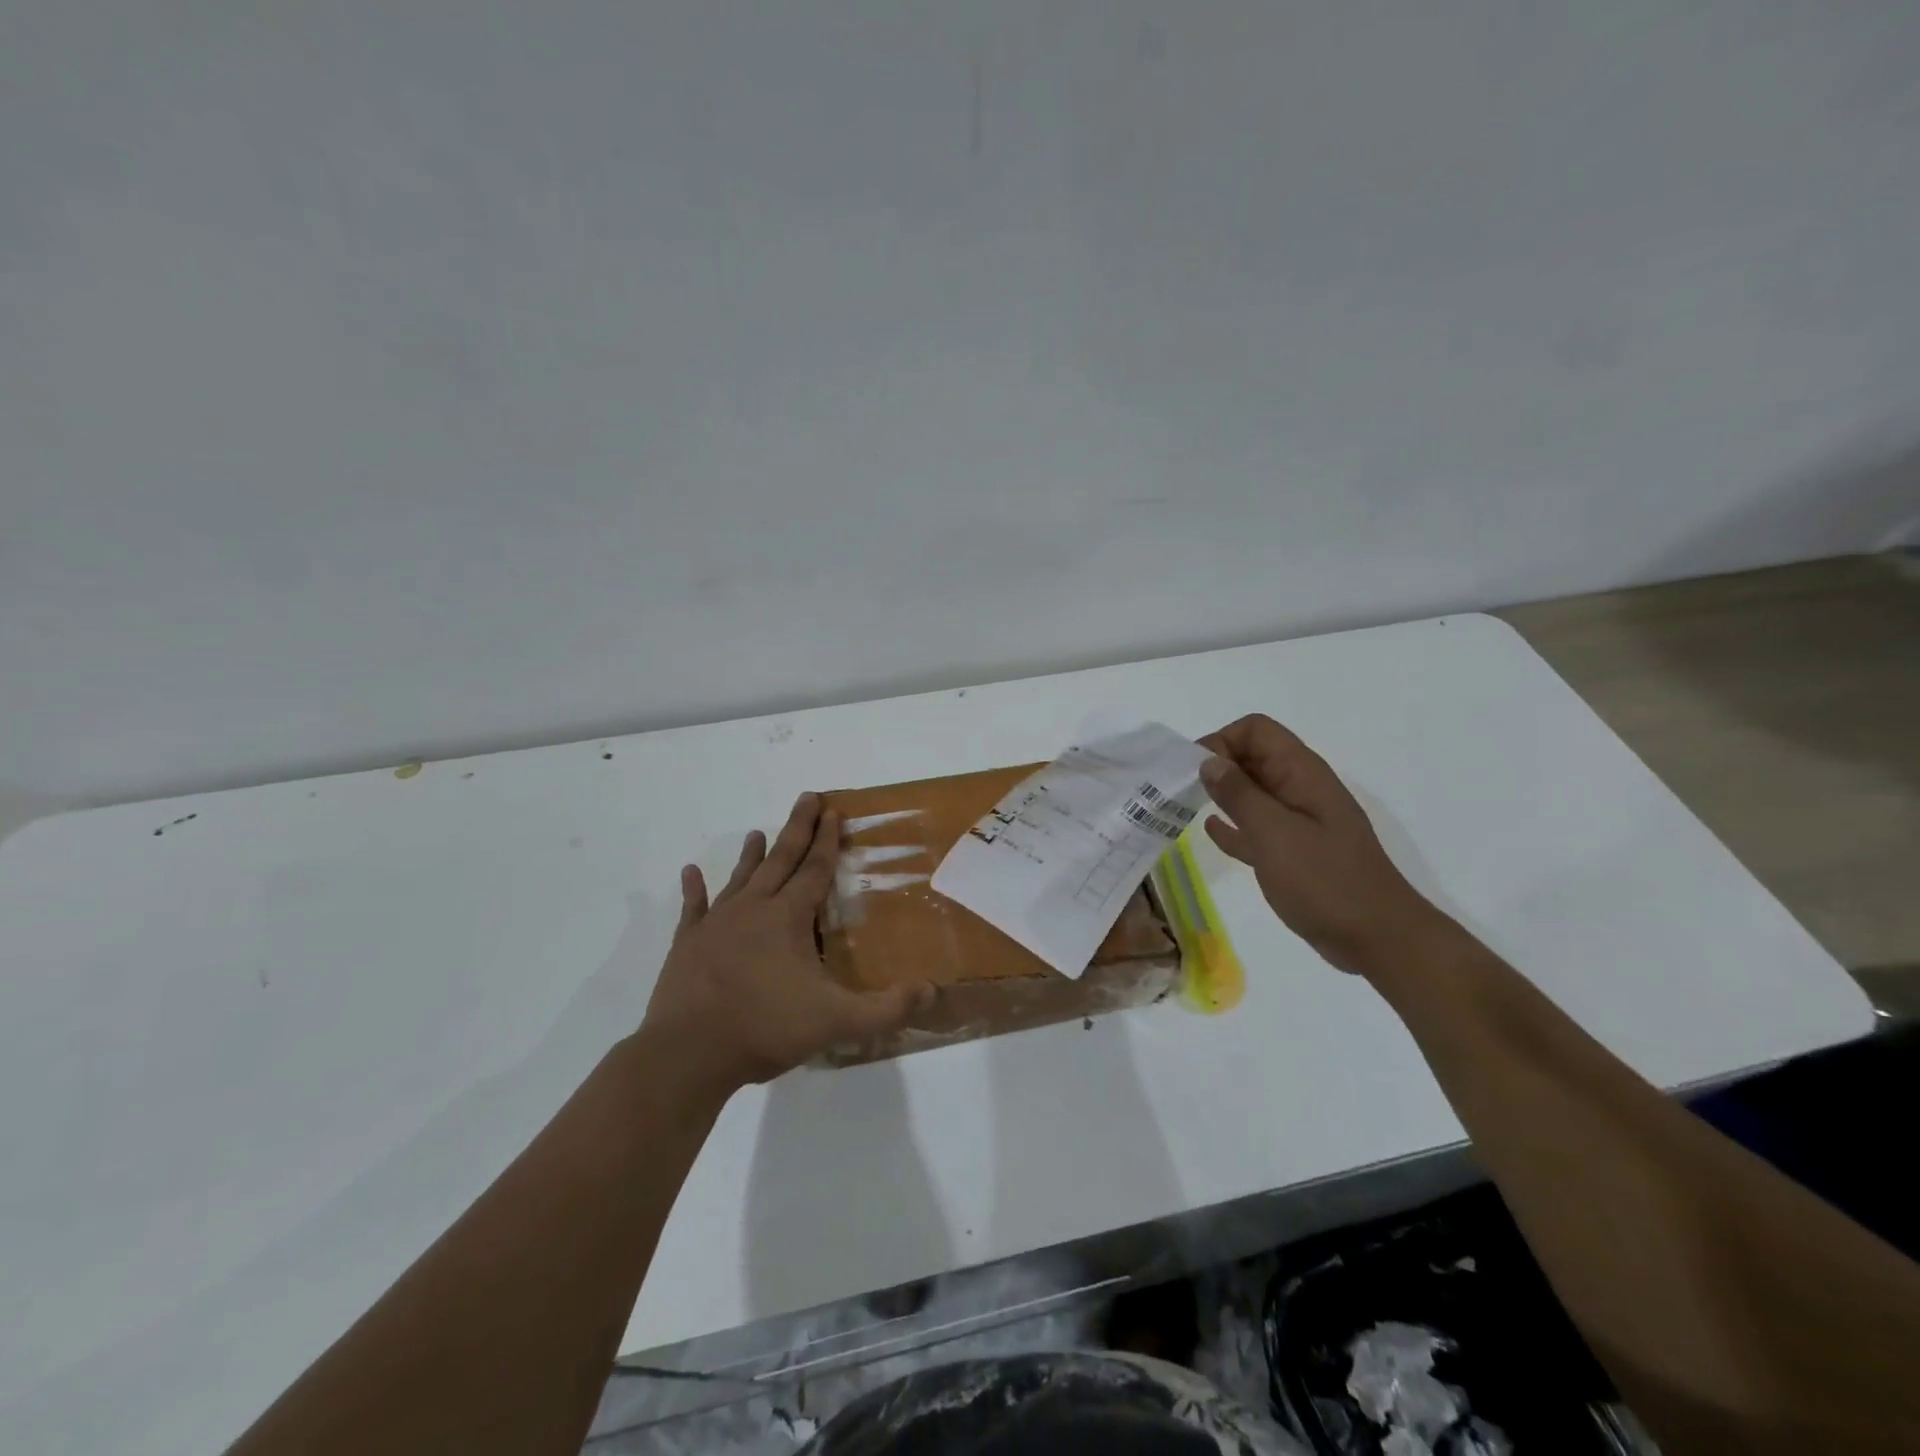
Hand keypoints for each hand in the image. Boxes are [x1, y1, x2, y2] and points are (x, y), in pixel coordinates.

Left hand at [640, 792, 933, 1092]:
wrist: (688, 1053)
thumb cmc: (765, 1028)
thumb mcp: (837, 1022)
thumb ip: (887, 1008)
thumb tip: (932, 990)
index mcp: (788, 918)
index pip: (815, 869)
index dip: (827, 840)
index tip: (832, 810)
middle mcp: (753, 909)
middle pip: (780, 859)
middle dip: (797, 828)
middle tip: (806, 797)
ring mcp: (716, 924)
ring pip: (740, 878)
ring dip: (751, 855)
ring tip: (757, 832)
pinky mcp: (687, 943)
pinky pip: (693, 908)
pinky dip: (693, 889)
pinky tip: (689, 872)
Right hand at [1199, 714, 1445, 977]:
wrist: (1377, 938)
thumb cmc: (1325, 880)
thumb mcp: (1274, 833)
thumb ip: (1239, 795)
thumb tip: (1208, 761)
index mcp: (1301, 774)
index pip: (1256, 731)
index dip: (1222, 741)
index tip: (1193, 771)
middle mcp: (1300, 789)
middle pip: (1252, 757)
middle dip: (1216, 765)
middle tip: (1179, 789)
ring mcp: (1299, 822)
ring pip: (1252, 792)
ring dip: (1221, 794)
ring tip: (1183, 806)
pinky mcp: (1294, 853)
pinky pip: (1257, 827)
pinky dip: (1234, 825)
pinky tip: (1211, 831)